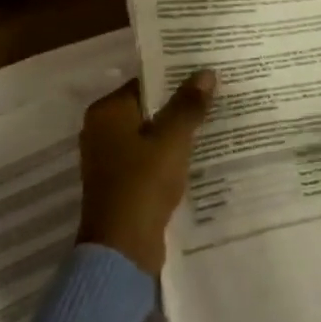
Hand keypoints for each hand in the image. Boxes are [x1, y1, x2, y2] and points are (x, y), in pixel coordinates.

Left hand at [76, 71, 214, 275]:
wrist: (122, 247)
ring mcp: (110, 159)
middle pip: (149, 107)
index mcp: (107, 112)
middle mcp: (102, 130)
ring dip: (178, 129)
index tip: (207, 73)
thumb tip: (206, 73)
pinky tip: (199, 152)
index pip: (146, 82)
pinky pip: (150, 156)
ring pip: (151, 133)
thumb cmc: (143, 183)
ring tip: (215, 120)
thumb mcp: (172, 139)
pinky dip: (171, 153)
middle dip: (181, 103)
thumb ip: (189, 104)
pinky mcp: (121, 182)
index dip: (177, 76)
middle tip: (218, 94)